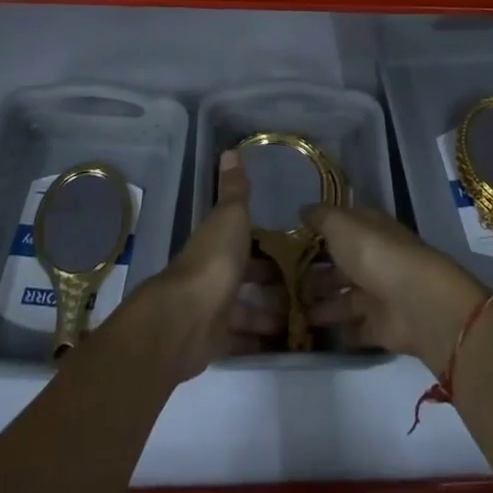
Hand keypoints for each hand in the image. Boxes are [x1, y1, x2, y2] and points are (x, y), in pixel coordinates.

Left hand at [138, 151, 283, 379]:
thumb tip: (231, 150)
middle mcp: (213, 273)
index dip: (265, 242)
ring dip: (269, 312)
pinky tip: (282, 342)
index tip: (293, 246)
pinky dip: (258, 340)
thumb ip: (234, 189)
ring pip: (245, 309)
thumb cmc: (213, 261)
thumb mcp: (230, 217)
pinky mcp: (215, 341)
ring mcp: (213, 309)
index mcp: (217, 242)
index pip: (242, 238)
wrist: (184, 320)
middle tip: (307, 285)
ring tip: (303, 316)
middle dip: (271, 280)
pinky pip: (240, 338)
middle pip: (245, 275)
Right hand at [302, 202, 490, 374]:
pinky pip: (354, 328)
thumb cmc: (374, 253)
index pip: (341, 228)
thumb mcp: (341, 224)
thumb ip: (320, 217)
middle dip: (314, 274)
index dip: (317, 234)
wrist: (415, 302)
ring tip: (290, 310)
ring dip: (320, 303)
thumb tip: (303, 210)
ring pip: (344, 298)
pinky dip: (337, 330)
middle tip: (282, 284)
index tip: (288, 245)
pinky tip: (311, 333)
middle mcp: (374, 259)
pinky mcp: (381, 327)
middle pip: (340, 266)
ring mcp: (379, 294)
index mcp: (369, 229)